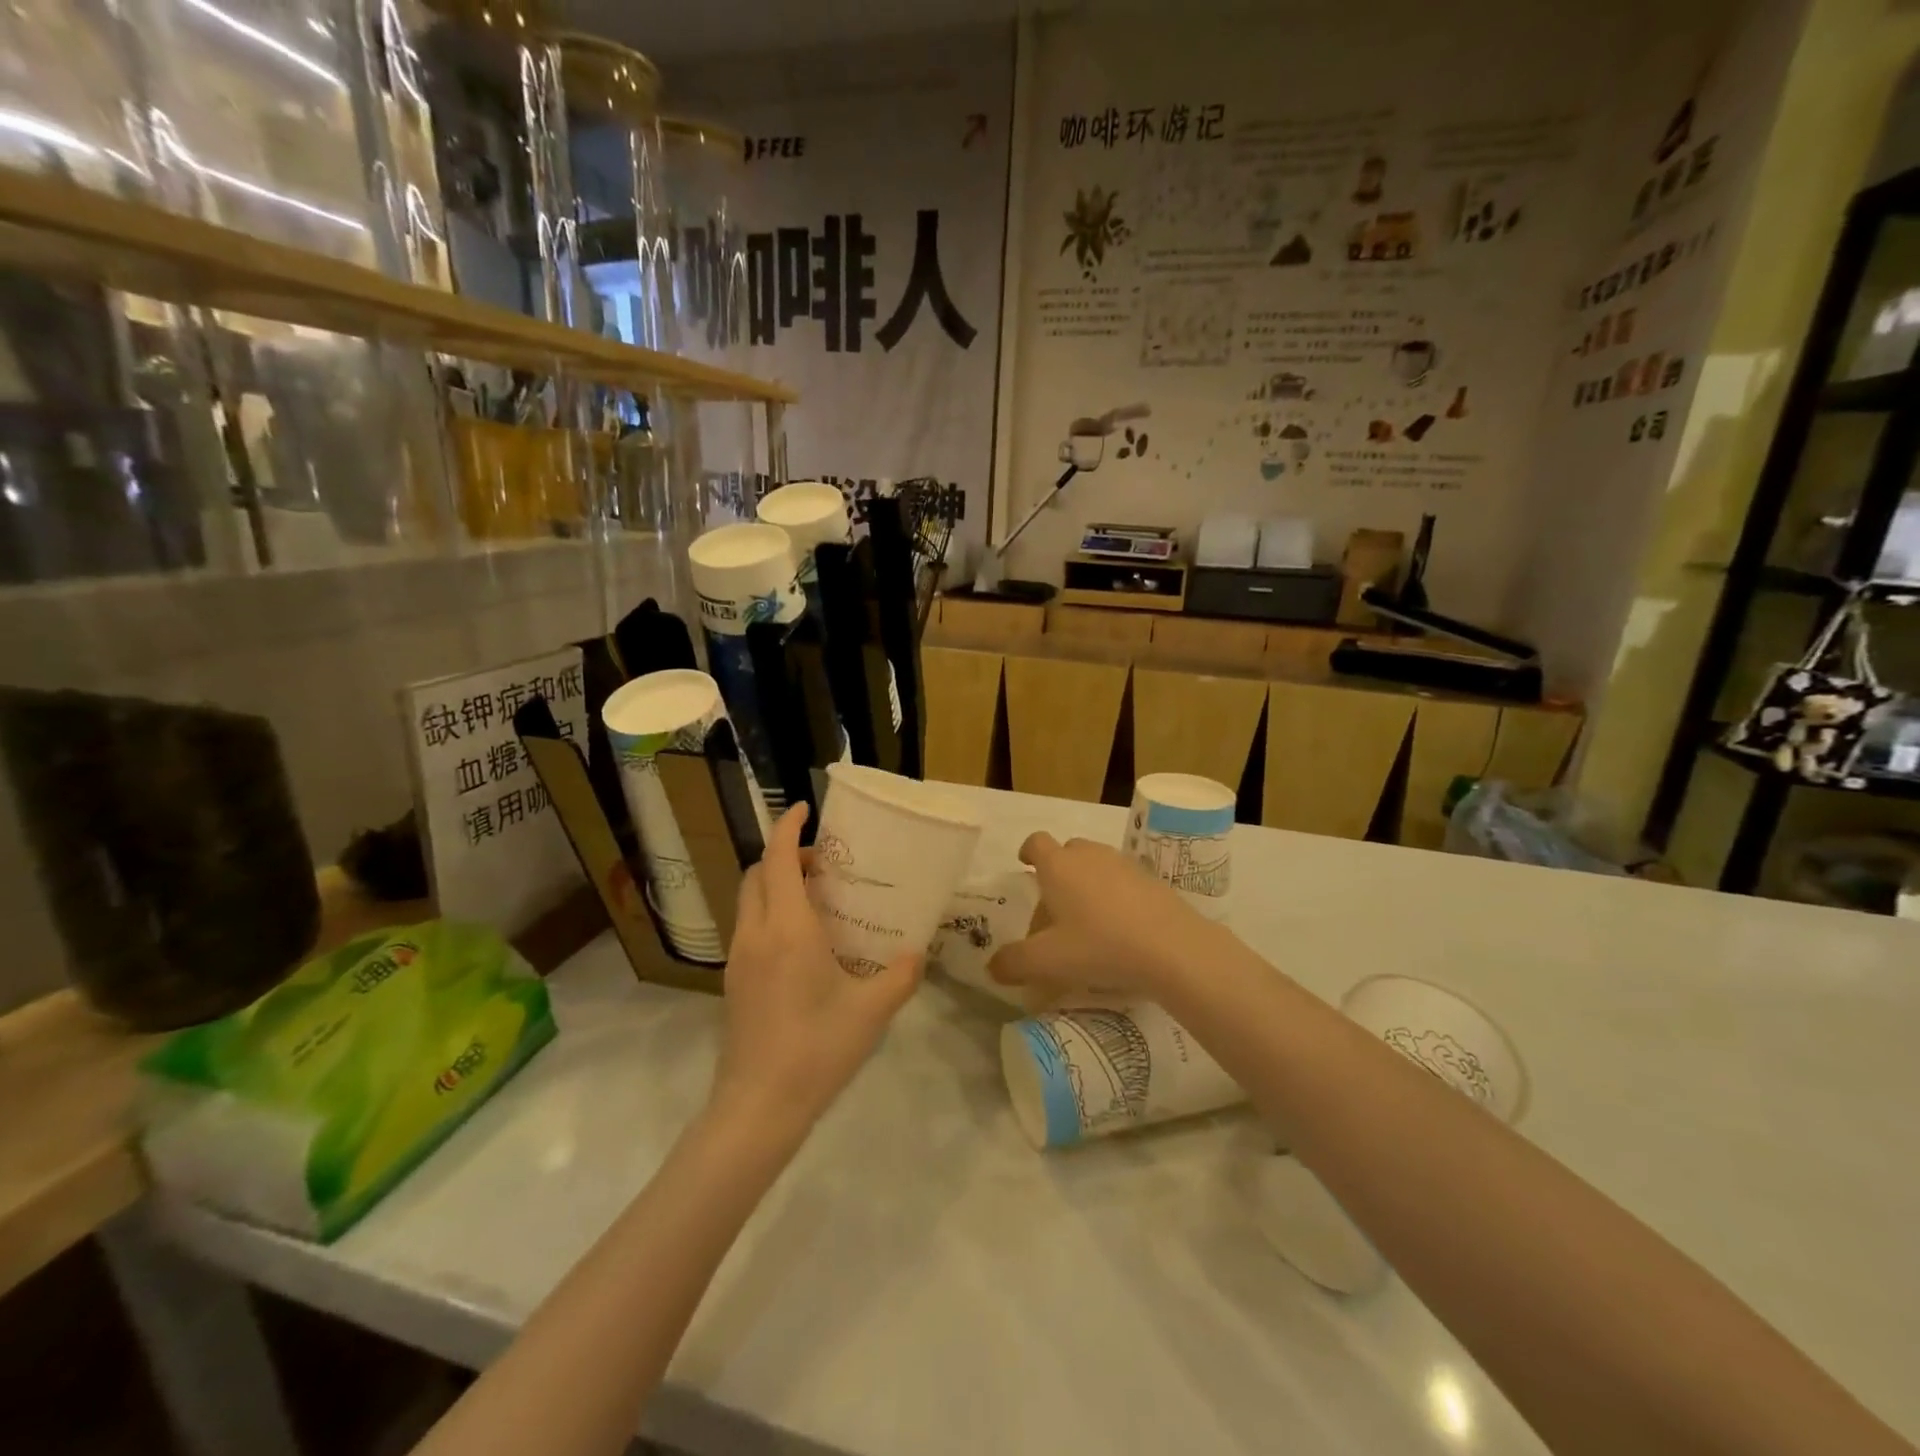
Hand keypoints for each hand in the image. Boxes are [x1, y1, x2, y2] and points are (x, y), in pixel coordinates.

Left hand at [710, 804, 921, 1139]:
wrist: (757, 1107)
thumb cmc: (817, 1050)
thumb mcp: (872, 1011)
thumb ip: (900, 975)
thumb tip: (917, 953)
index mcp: (788, 929)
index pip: (779, 860)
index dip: (788, 828)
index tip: (805, 809)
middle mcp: (756, 933)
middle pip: (758, 874)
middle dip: (785, 855)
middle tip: (825, 863)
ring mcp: (739, 958)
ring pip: (749, 900)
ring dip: (775, 883)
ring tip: (816, 898)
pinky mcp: (734, 982)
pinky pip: (749, 926)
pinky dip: (770, 912)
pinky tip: (802, 942)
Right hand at [988, 832, 1219, 1004]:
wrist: (1173, 948)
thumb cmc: (1100, 946)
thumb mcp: (1048, 962)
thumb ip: (1014, 963)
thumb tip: (993, 967)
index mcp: (1058, 866)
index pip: (1036, 842)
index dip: (1028, 852)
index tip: (1025, 865)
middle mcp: (1089, 855)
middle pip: (1067, 852)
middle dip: (1057, 874)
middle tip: (1053, 911)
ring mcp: (1124, 865)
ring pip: (1096, 866)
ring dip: (1086, 885)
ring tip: (1086, 924)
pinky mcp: (1152, 881)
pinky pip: (1122, 882)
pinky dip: (1114, 898)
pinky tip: (1118, 931)